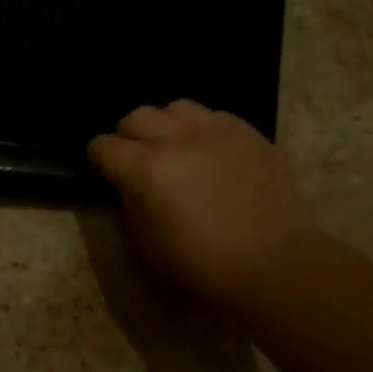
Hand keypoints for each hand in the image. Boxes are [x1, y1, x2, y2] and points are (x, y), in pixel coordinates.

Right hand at [88, 100, 313, 302]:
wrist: (274, 263)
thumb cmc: (203, 264)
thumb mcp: (147, 244)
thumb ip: (130, 204)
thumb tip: (129, 185)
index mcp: (147, 170)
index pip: (104, 146)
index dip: (98, 157)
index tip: (104, 169)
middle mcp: (178, 140)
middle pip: (137, 116)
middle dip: (129, 135)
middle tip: (137, 158)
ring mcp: (217, 131)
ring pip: (176, 107)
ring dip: (167, 125)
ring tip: (175, 147)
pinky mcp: (249, 133)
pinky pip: (214, 116)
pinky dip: (202, 129)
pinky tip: (210, 152)